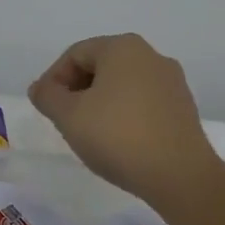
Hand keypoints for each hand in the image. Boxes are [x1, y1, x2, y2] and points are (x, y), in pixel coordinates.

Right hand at [28, 33, 224, 209]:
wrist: (179, 176)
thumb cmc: (117, 136)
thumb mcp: (68, 115)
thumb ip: (47, 96)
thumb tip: (41, 88)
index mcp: (123, 48)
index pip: (75, 54)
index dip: (53, 79)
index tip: (46, 108)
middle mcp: (152, 56)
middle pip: (99, 66)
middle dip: (75, 90)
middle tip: (63, 119)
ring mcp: (172, 82)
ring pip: (121, 85)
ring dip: (98, 103)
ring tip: (87, 132)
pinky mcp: (182, 108)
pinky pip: (141, 102)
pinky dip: (122, 114)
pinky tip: (116, 140)